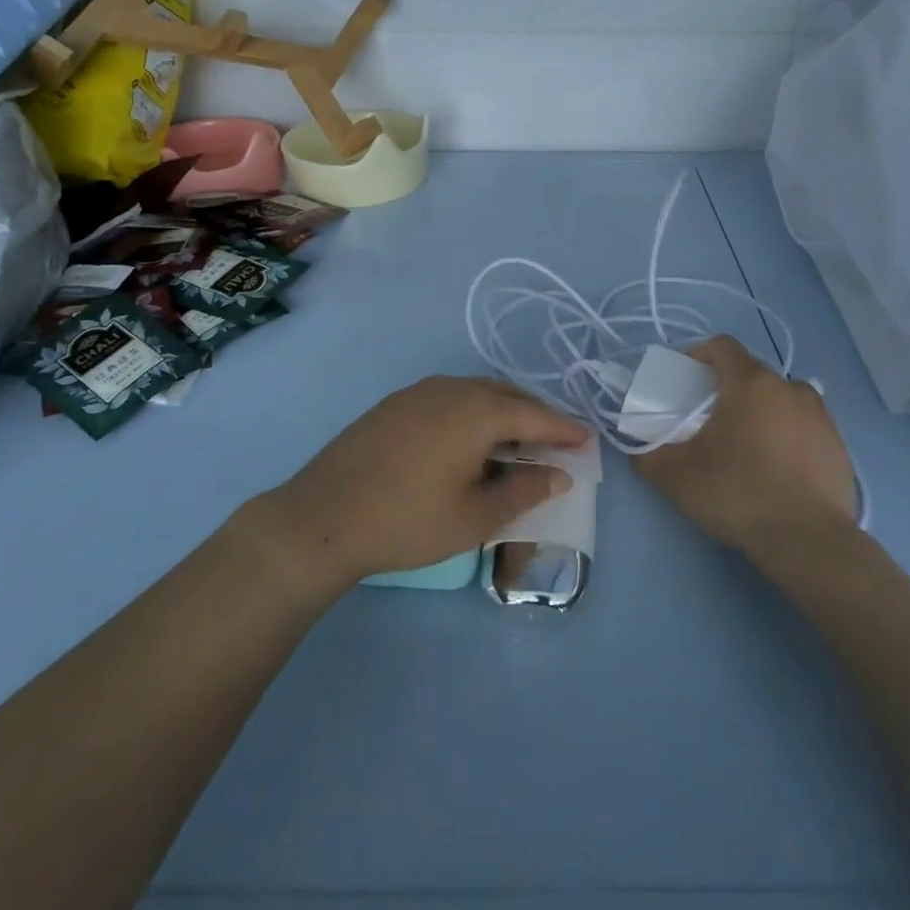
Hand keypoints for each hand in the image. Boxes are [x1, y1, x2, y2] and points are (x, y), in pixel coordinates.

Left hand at [255, 377, 589, 593]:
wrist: (322, 517)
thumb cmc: (407, 520)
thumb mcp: (475, 517)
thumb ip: (522, 491)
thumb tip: (558, 474)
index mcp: (477, 410)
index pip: (535, 414)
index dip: (564, 429)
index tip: (587, 441)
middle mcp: (451, 388)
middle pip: (507, 395)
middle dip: (535, 416)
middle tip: (555, 443)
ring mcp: (419, 391)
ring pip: (476, 393)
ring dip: (502, 414)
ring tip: (515, 445)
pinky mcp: (395, 403)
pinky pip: (450, 399)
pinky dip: (472, 414)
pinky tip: (468, 443)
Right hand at [631, 335, 858, 558]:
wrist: (809, 542)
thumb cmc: (738, 494)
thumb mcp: (677, 478)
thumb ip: (648, 457)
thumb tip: (637, 451)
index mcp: (751, 383)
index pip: (722, 346)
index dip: (700, 354)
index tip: (687, 378)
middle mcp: (789, 388)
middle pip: (753, 373)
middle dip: (729, 387)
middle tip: (711, 419)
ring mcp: (820, 416)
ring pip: (782, 398)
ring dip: (762, 410)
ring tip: (747, 444)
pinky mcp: (839, 445)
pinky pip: (805, 427)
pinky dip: (788, 436)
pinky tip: (777, 470)